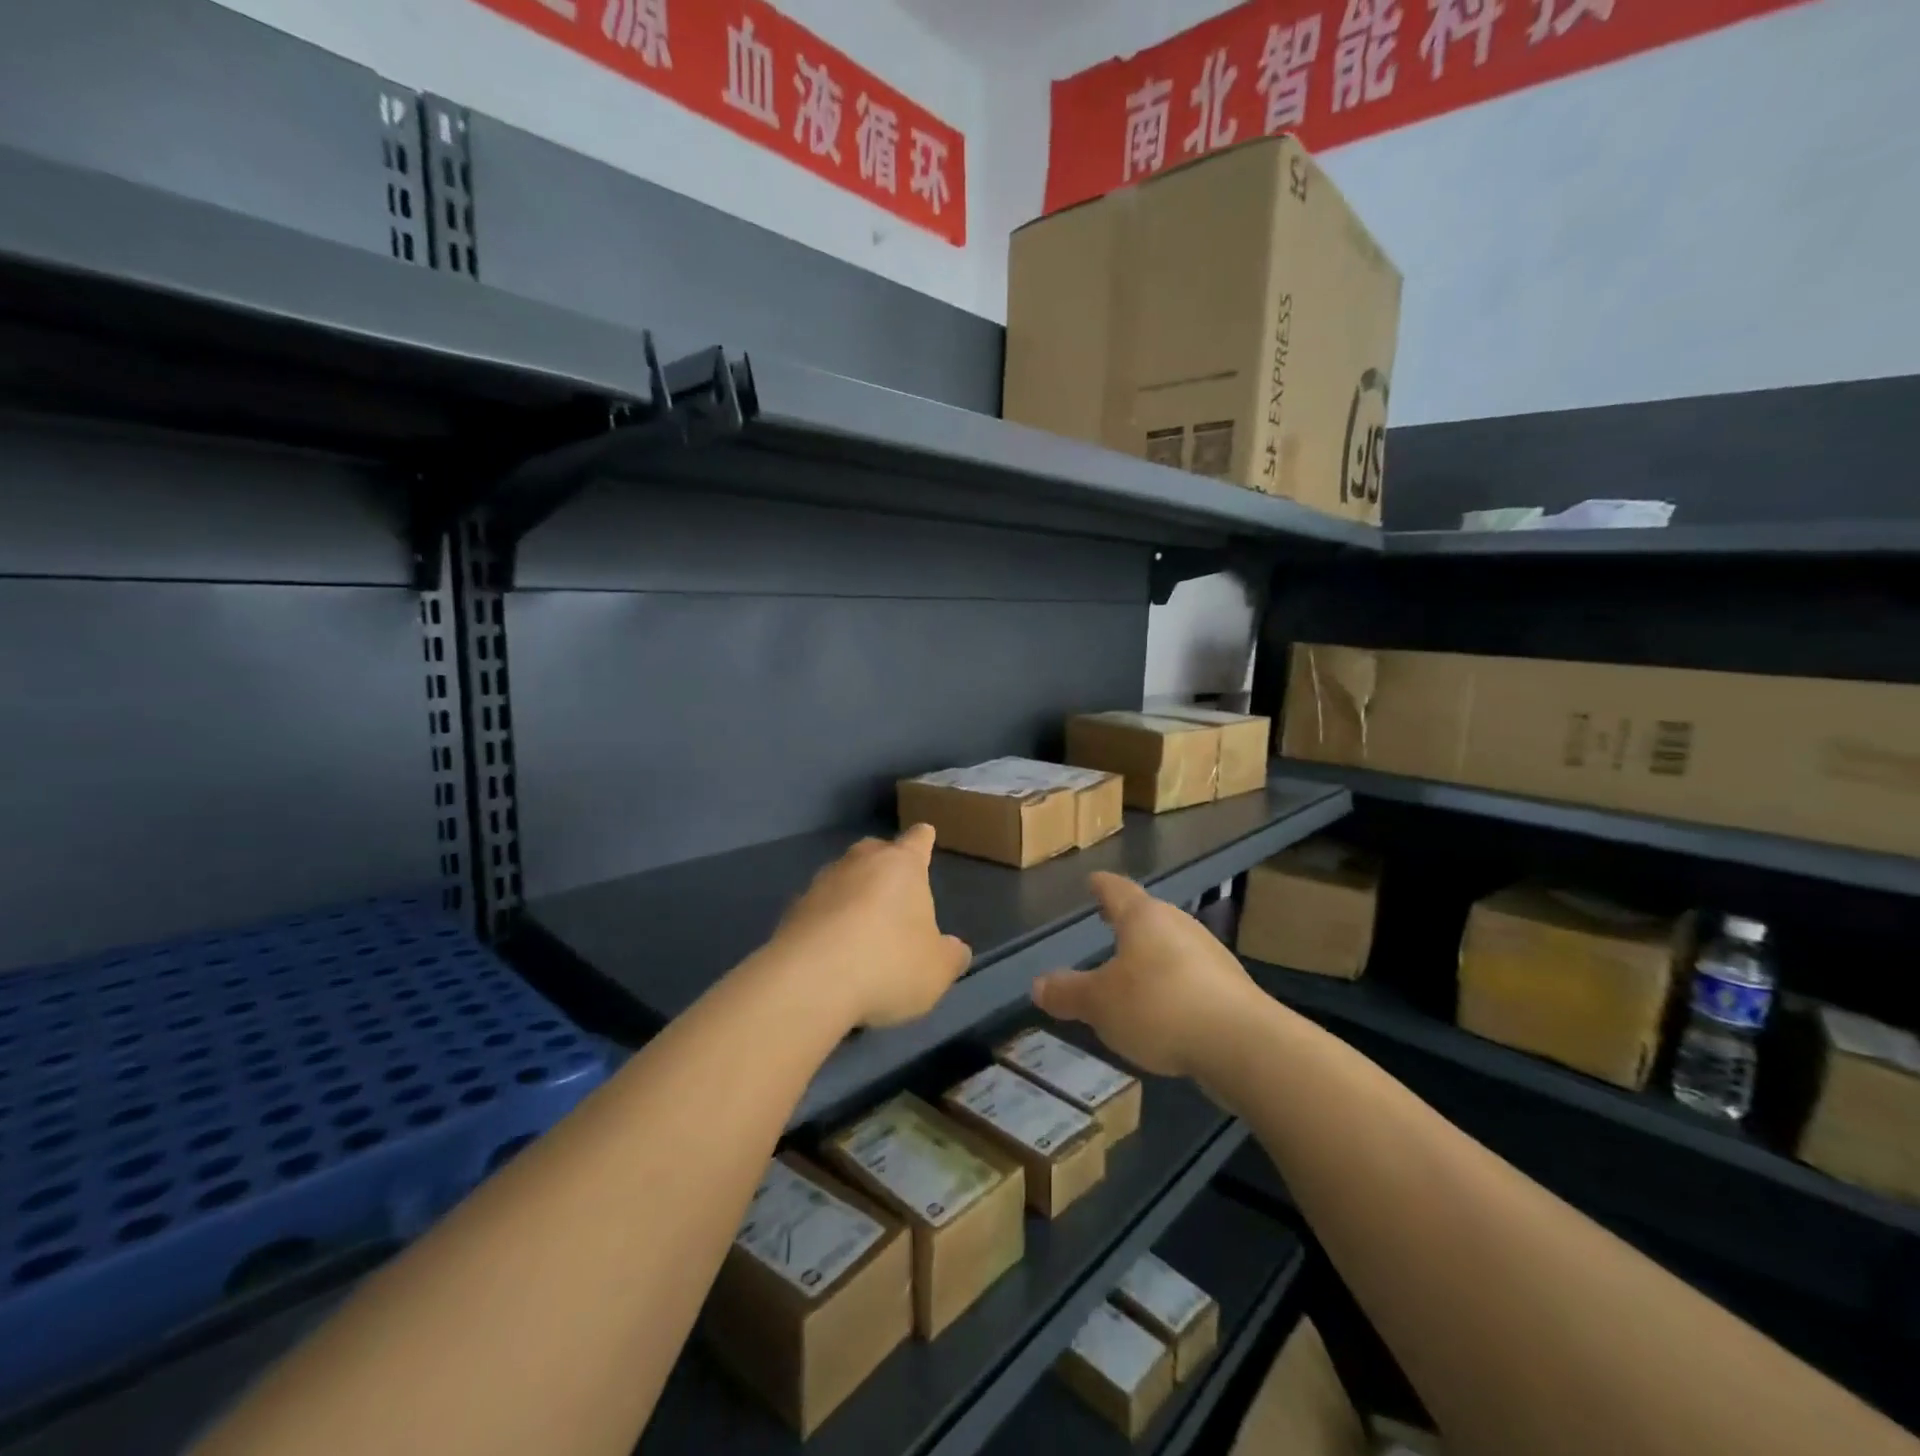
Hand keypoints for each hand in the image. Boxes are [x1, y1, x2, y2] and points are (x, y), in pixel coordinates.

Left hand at [770, 824, 971, 1029]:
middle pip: (875, 851)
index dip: (923, 839)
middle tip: (893, 889)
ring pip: (843, 877)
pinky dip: (827, 921)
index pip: (917, 840)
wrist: (810, 981)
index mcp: (902, 865)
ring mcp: (821, 883)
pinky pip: (818, 908)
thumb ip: (950, 955)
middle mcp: (860, 862)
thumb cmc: (889, 963)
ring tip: (861, 927)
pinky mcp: (792, 910)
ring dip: (852, 894)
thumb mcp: (937, 969)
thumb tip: (955, 948)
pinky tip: (832, 950)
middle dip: (884, 864)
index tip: (924, 834)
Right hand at [1032, 873, 1256, 1078]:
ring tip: (1134, 969)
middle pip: (1149, 915)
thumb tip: (1038, 984)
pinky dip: (1174, 983)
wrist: (1242, 1044)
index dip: (1102, 886)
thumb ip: (1068, 992)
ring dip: (1153, 954)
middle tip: (1109, 922)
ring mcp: (1210, 954)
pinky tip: (1166, 1008)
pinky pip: (1192, 976)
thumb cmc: (1158, 1007)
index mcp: (1144, 918)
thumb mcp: (1099, 1003)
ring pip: (1173, 945)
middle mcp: (1179, 925)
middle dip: (1129, 920)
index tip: (1093, 880)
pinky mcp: (1231, 987)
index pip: (1117, 890)